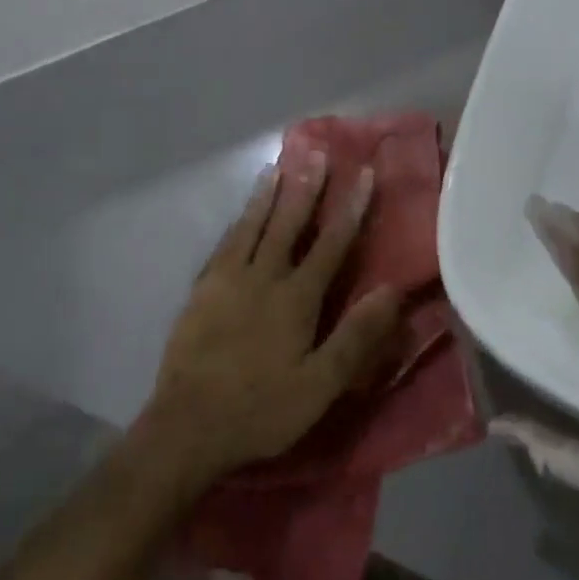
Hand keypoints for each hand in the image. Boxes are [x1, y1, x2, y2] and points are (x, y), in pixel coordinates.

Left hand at [136, 151, 401, 489]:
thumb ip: (356, 336)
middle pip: (288, 223)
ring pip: (251, 226)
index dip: (351, 207)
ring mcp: (227, 280)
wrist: (187, 427)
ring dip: (267, 194)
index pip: (331, 242)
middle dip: (306, 186)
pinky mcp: (201, 291)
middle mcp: (263, 277)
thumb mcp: (321, 385)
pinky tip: (240, 215)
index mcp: (296, 298)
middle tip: (317, 152)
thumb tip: (391, 290)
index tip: (364, 173)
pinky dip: (237, 223)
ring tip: (277, 165)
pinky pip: (223, 244)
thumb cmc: (262, 409)